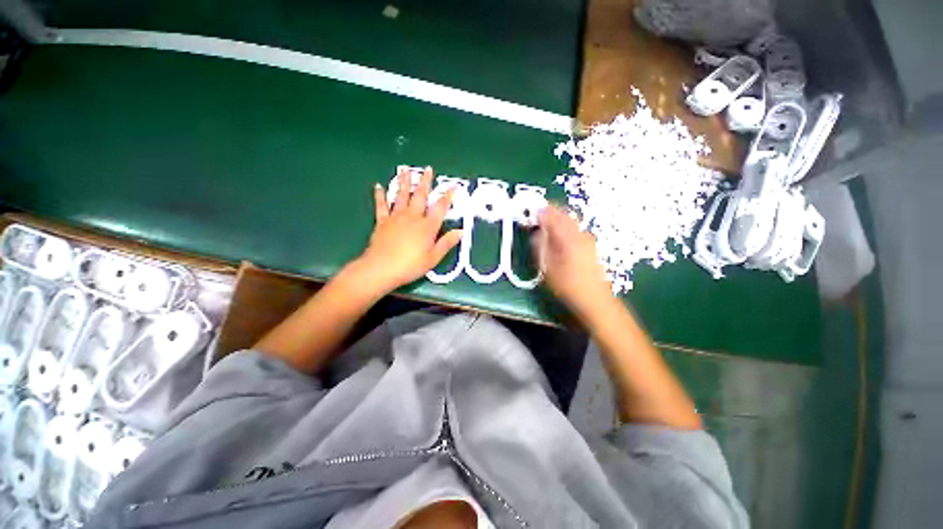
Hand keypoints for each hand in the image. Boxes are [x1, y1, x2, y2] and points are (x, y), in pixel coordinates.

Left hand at [356, 166, 462, 292]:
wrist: (381, 268)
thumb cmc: (410, 265)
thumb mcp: (433, 258)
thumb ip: (446, 243)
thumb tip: (460, 231)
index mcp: (427, 226)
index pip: (440, 208)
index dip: (447, 197)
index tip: (453, 186)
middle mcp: (412, 217)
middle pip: (420, 196)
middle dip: (426, 182)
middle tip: (428, 169)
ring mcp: (396, 217)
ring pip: (401, 196)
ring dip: (404, 182)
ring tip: (405, 169)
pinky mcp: (382, 221)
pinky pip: (381, 205)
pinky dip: (380, 195)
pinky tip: (378, 186)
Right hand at [533, 205, 611, 313]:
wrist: (595, 299)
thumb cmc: (568, 285)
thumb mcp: (547, 268)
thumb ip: (540, 246)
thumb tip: (536, 232)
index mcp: (568, 238)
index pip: (553, 216)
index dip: (541, 212)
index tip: (532, 211)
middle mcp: (580, 234)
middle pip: (564, 216)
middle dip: (551, 213)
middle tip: (538, 217)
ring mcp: (589, 240)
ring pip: (571, 223)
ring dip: (558, 220)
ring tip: (547, 227)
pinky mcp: (592, 246)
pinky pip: (576, 230)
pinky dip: (566, 229)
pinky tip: (560, 238)